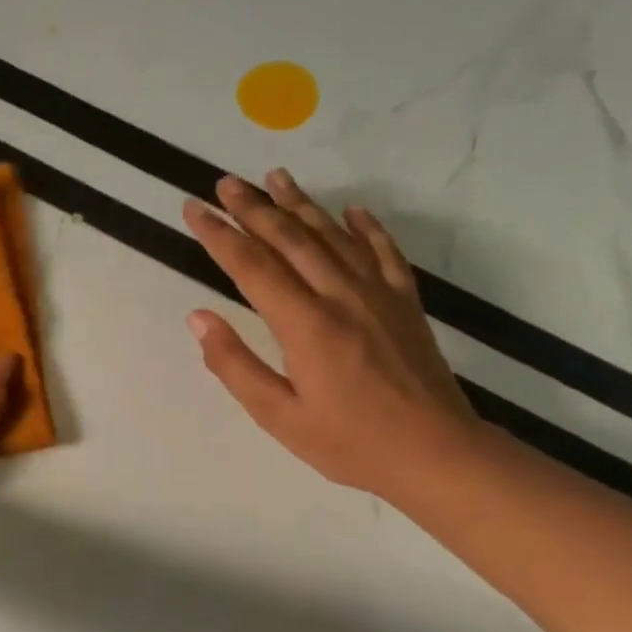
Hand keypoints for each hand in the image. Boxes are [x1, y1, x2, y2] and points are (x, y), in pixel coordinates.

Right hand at [182, 171, 477, 496]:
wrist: (437, 454)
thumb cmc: (349, 443)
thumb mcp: (278, 416)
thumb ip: (234, 364)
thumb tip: (198, 317)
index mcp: (306, 324)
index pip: (252, 266)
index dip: (219, 235)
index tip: (194, 210)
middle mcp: (341, 296)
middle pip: (290, 239)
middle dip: (254, 207)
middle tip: (226, 182)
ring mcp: (379, 294)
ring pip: (333, 236)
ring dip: (301, 204)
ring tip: (276, 177)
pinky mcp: (405, 303)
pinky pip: (384, 253)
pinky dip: (367, 227)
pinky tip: (353, 210)